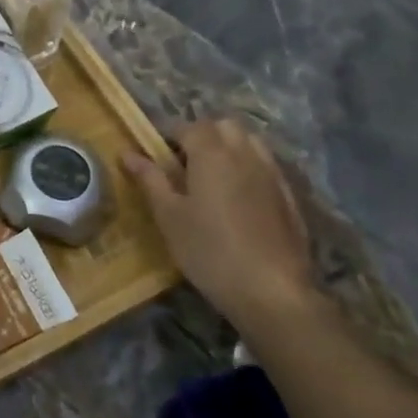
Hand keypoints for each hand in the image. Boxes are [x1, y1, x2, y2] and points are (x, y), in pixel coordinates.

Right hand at [122, 117, 316, 333]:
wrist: (273, 291)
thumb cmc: (209, 250)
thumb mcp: (169, 216)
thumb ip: (150, 179)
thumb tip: (128, 153)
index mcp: (211, 153)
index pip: (188, 126)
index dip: (169, 136)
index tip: (157, 157)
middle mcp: (245, 154)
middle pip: (224, 126)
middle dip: (203, 135)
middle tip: (184, 164)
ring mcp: (272, 174)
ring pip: (250, 142)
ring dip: (229, 148)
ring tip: (212, 178)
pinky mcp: (290, 196)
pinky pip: (266, 166)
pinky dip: (249, 169)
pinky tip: (239, 200)